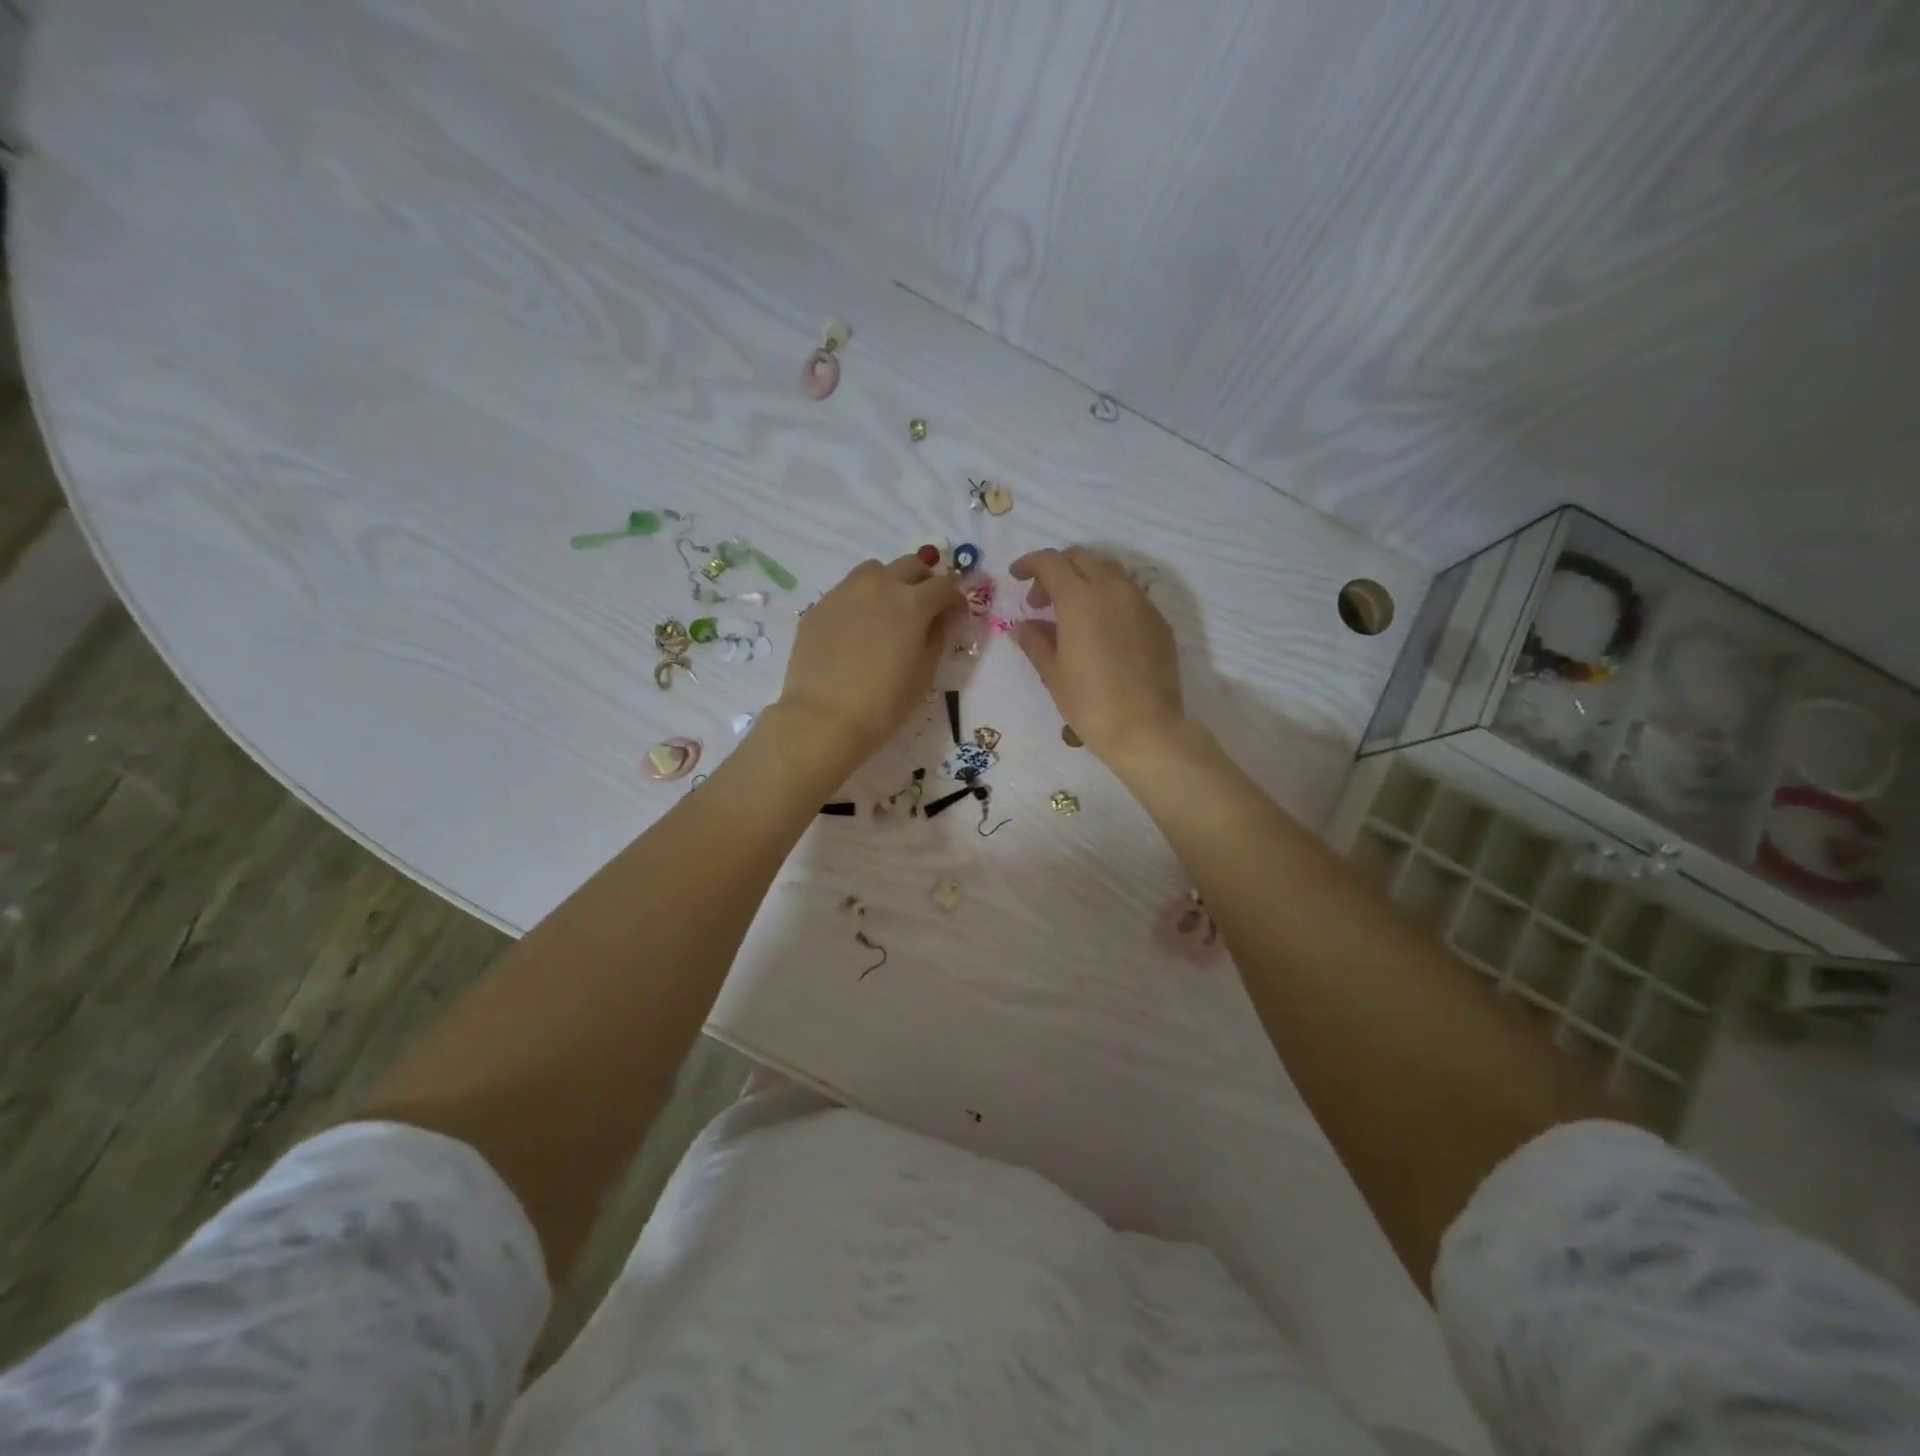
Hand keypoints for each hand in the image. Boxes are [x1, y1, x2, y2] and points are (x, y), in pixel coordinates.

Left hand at [776, 554, 963, 768]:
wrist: (823, 717)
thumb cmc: (884, 702)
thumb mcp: (923, 673)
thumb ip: (938, 637)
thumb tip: (944, 617)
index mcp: (912, 602)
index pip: (944, 585)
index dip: (955, 598)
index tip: (956, 614)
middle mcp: (880, 585)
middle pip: (910, 566)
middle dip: (924, 581)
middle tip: (926, 605)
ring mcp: (845, 591)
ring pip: (875, 571)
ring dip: (890, 582)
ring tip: (888, 610)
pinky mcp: (820, 606)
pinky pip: (847, 591)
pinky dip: (860, 601)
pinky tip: (857, 629)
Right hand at [1009, 547, 1184, 762]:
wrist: (1146, 729)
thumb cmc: (1090, 703)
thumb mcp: (1053, 673)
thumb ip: (1035, 641)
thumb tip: (1023, 626)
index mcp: (1080, 598)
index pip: (1051, 562)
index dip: (1030, 563)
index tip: (1017, 577)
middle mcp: (1112, 589)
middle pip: (1081, 558)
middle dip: (1056, 570)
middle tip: (1041, 601)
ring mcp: (1140, 602)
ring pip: (1108, 570)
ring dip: (1084, 579)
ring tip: (1071, 612)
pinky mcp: (1158, 619)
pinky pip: (1128, 593)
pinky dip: (1108, 596)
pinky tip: (1100, 628)